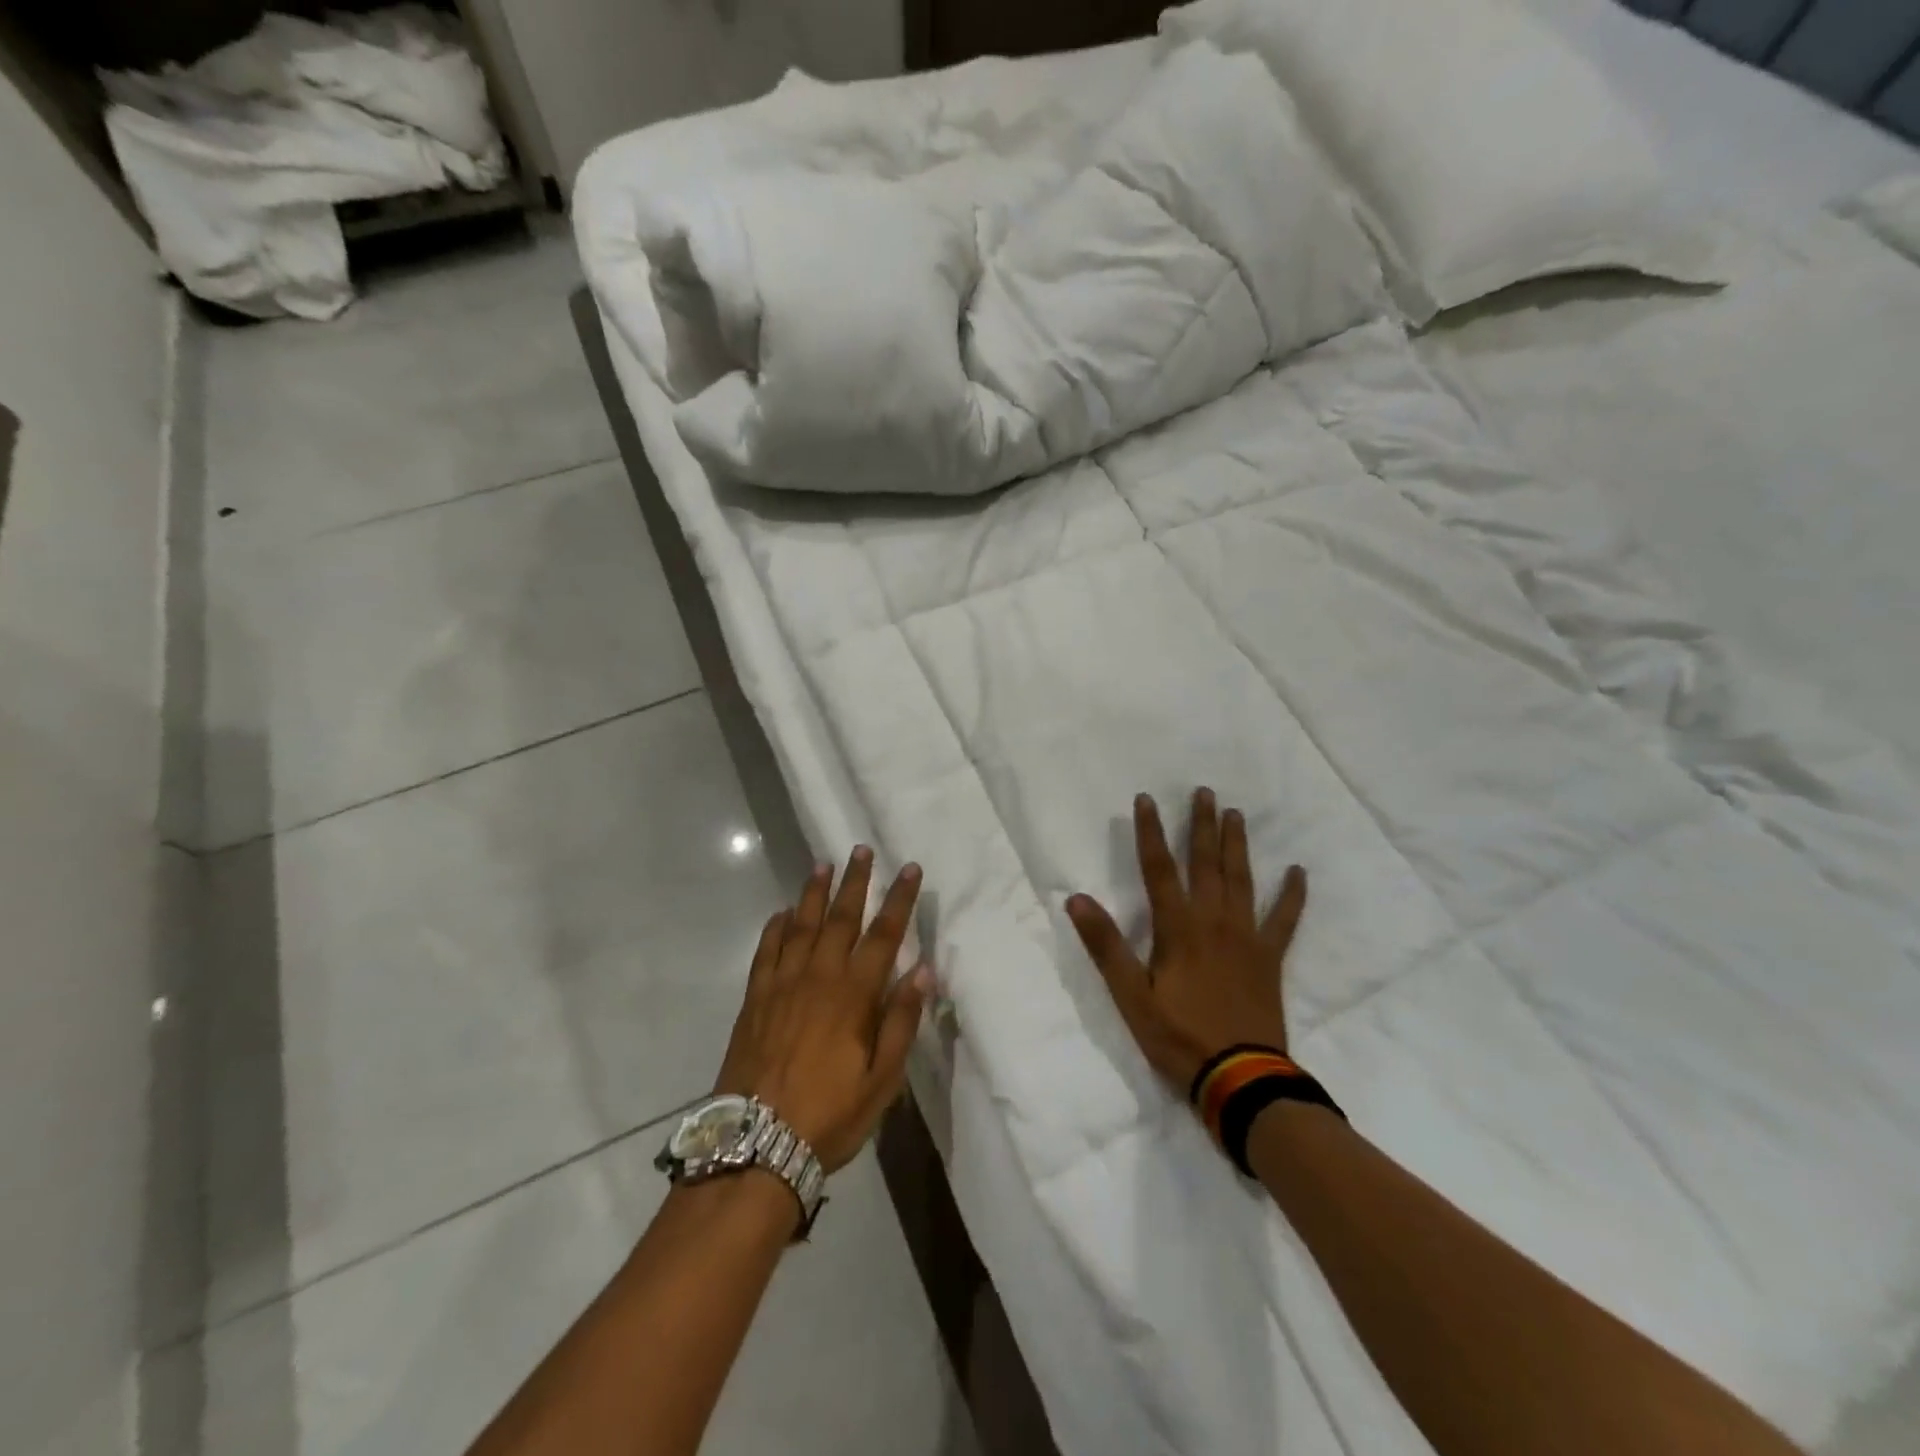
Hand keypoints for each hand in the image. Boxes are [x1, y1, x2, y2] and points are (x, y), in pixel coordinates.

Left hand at [714, 847, 932, 1172]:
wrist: (755, 1144)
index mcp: (854, 995)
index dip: (899, 900)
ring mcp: (782, 984)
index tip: (910, 869)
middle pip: (841, 918)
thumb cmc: (829, 1114)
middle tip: (861, 850)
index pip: (884, 935)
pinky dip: (774, 928)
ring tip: (823, 864)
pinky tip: (780, 913)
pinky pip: (766, 951)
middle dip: (855, 882)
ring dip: (813, 893)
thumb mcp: (881, 1080)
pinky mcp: (755, 998)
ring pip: (800, 925)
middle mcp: (818, 977)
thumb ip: (901, 1022)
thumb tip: (922, 970)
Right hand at [1066, 788, 1306, 1094]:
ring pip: (1241, 880)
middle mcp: (1213, 921)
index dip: (1150, 832)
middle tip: (1205, 792)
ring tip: (1236, 815)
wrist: (1240, 1078)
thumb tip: (1077, 898)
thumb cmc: (1178, 1037)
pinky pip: (1284, 920)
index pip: (1158, 869)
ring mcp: (1246, 938)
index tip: (1146, 799)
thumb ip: (1106, 946)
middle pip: (1206, 864)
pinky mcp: (1270, 958)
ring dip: (1237, 846)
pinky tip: (1298, 872)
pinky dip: (1292, 895)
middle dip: (1201, 826)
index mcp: (1178, 928)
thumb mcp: (1130, 996)